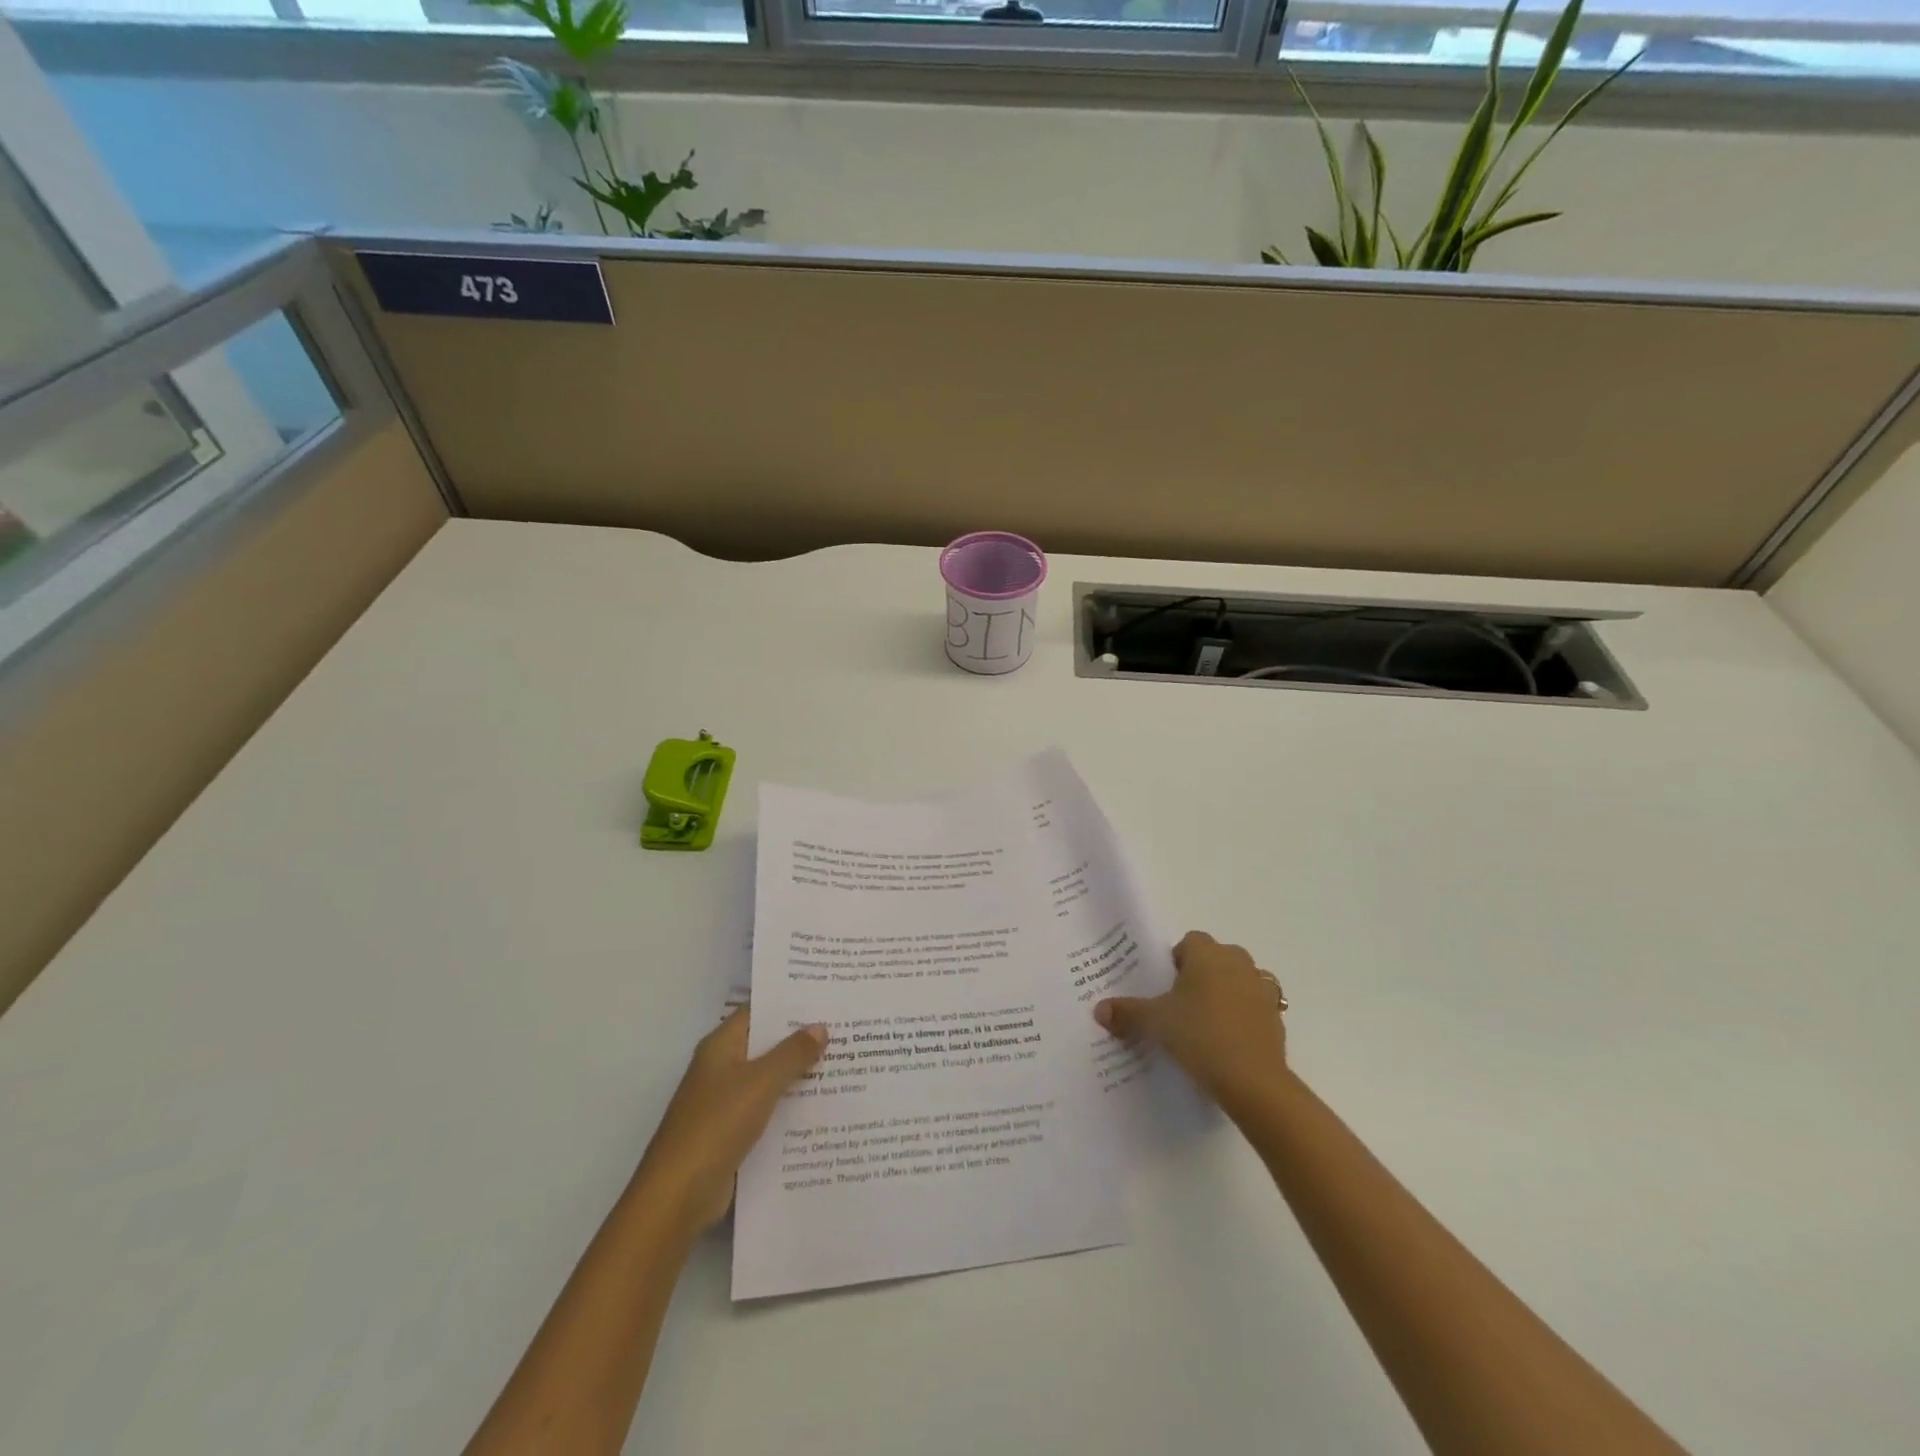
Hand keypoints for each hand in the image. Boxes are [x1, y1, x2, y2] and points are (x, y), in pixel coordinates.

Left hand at [633, 1007, 827, 1234]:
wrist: (678, 1196)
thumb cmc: (717, 1125)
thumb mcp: (761, 1082)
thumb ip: (792, 1053)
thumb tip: (820, 1026)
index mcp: (721, 1046)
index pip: (758, 1011)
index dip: (790, 1003)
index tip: (825, 997)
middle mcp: (721, 1068)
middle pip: (766, 1045)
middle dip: (801, 1039)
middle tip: (845, 1030)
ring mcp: (725, 1103)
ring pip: (769, 1079)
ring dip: (799, 1075)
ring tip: (843, 1065)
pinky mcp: (732, 1134)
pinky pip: (767, 1111)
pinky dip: (790, 1107)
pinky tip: (822, 1108)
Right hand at [1095, 930, 1288, 1111]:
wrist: (1253, 1081)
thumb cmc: (1200, 1035)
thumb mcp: (1155, 1023)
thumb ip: (1127, 1012)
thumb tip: (1099, 1010)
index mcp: (1208, 953)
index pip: (1189, 942)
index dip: (1175, 961)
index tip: (1164, 987)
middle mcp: (1238, 962)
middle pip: (1215, 958)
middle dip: (1200, 975)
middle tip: (1179, 1005)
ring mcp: (1262, 989)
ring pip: (1238, 981)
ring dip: (1225, 994)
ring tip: (1204, 1024)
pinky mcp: (1276, 1018)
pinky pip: (1254, 1008)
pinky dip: (1242, 1018)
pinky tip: (1227, 1042)